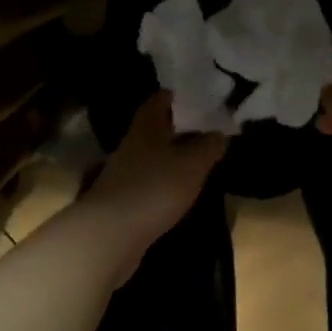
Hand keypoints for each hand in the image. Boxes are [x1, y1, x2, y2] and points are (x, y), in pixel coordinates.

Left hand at [82, 93, 225, 272]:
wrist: (111, 234)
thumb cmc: (155, 187)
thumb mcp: (193, 163)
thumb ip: (209, 146)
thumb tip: (220, 133)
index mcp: (146, 128)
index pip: (158, 101)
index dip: (175, 96)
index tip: (194, 96)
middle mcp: (131, 146)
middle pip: (153, 129)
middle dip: (175, 127)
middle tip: (202, 129)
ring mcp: (122, 174)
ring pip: (150, 156)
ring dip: (169, 156)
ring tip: (195, 160)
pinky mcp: (121, 201)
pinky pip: (147, 182)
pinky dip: (162, 181)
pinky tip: (177, 190)